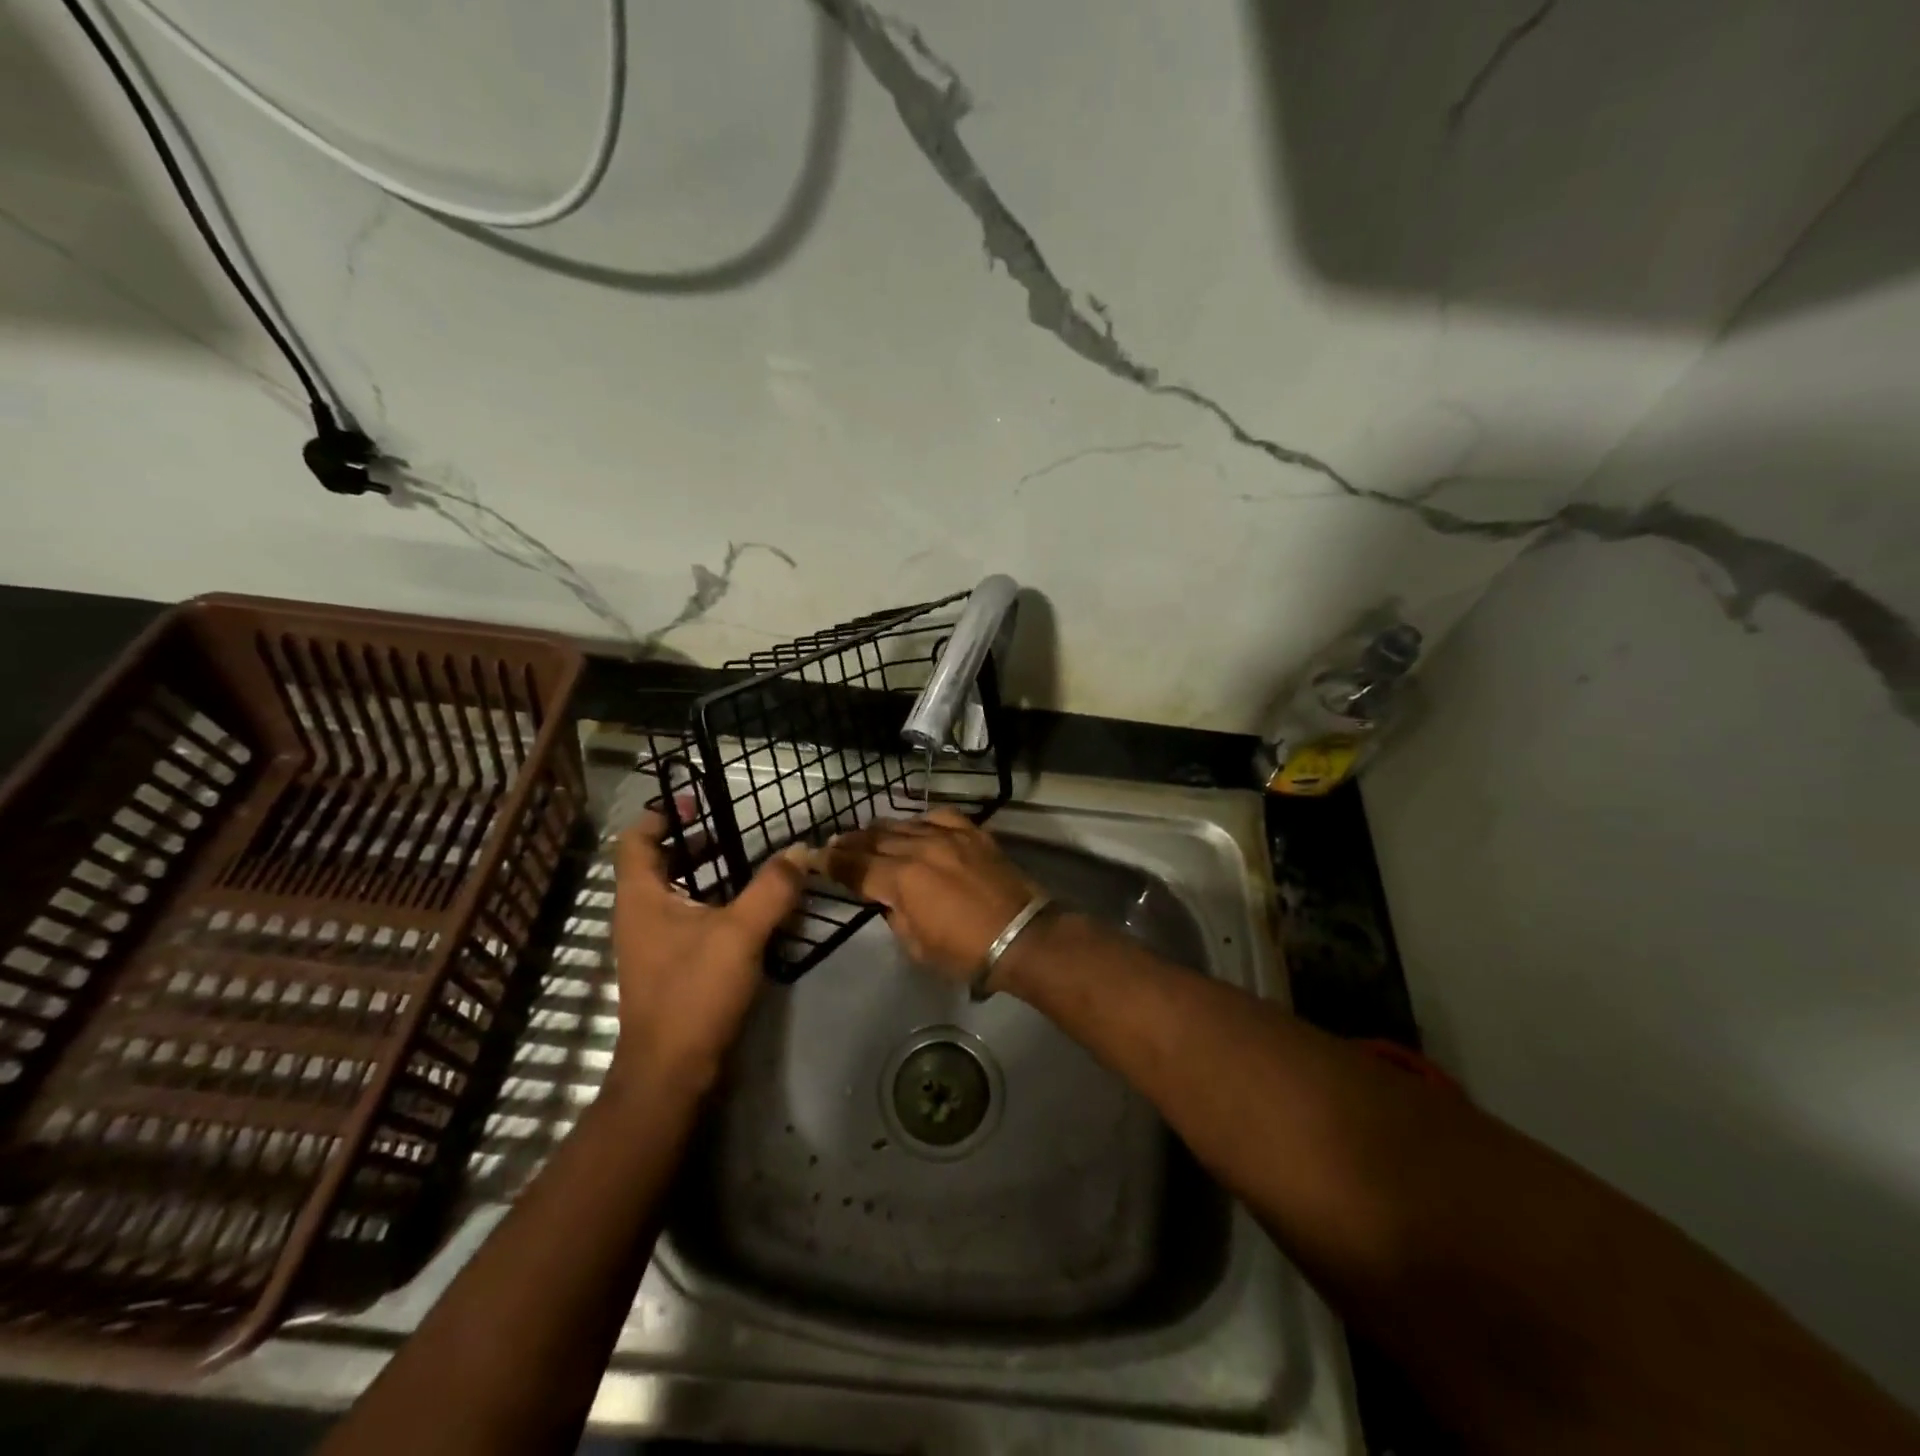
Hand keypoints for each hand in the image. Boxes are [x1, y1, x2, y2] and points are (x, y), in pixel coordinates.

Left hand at [608, 802, 807, 1094]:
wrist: (670, 1072)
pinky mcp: (668, 968)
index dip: (662, 815)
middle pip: (655, 863)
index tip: (697, 803)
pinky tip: (747, 912)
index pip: (636, 840)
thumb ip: (772, 889)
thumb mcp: (740, 933)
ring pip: (672, 893)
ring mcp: (651, 944)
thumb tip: (799, 850)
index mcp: (641, 897)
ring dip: (704, 875)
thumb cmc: (694, 993)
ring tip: (745, 865)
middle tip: (731, 831)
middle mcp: (639, 915)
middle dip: (691, 843)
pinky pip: (686, 920)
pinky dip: (711, 905)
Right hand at [820, 807, 1039, 982]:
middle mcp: (919, 849)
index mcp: (901, 879)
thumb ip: (895, 915)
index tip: (813, 857)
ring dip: (879, 831)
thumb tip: (890, 899)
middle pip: (874, 841)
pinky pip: (939, 817)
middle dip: (850, 844)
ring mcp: (948, 836)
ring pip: (903, 825)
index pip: (855, 867)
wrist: (1022, 935)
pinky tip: (913, 826)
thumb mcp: (917, 945)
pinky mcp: (972, 832)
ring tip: (865, 834)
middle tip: (833, 845)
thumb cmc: (966, 951)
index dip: (830, 863)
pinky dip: (920, 821)